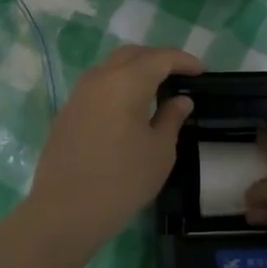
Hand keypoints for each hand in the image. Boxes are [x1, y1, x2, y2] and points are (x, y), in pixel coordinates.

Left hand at [25, 46, 200, 250]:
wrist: (64, 212)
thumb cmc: (121, 181)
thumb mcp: (160, 151)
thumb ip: (172, 118)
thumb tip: (180, 100)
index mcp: (126, 82)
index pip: (160, 58)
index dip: (183, 61)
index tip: (202, 71)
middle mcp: (99, 78)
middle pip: (132, 55)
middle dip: (158, 59)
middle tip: (180, 75)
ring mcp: (79, 94)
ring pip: (111, 68)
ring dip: (135, 71)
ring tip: (156, 89)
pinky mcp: (67, 112)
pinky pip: (98, 87)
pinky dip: (118, 86)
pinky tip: (129, 108)